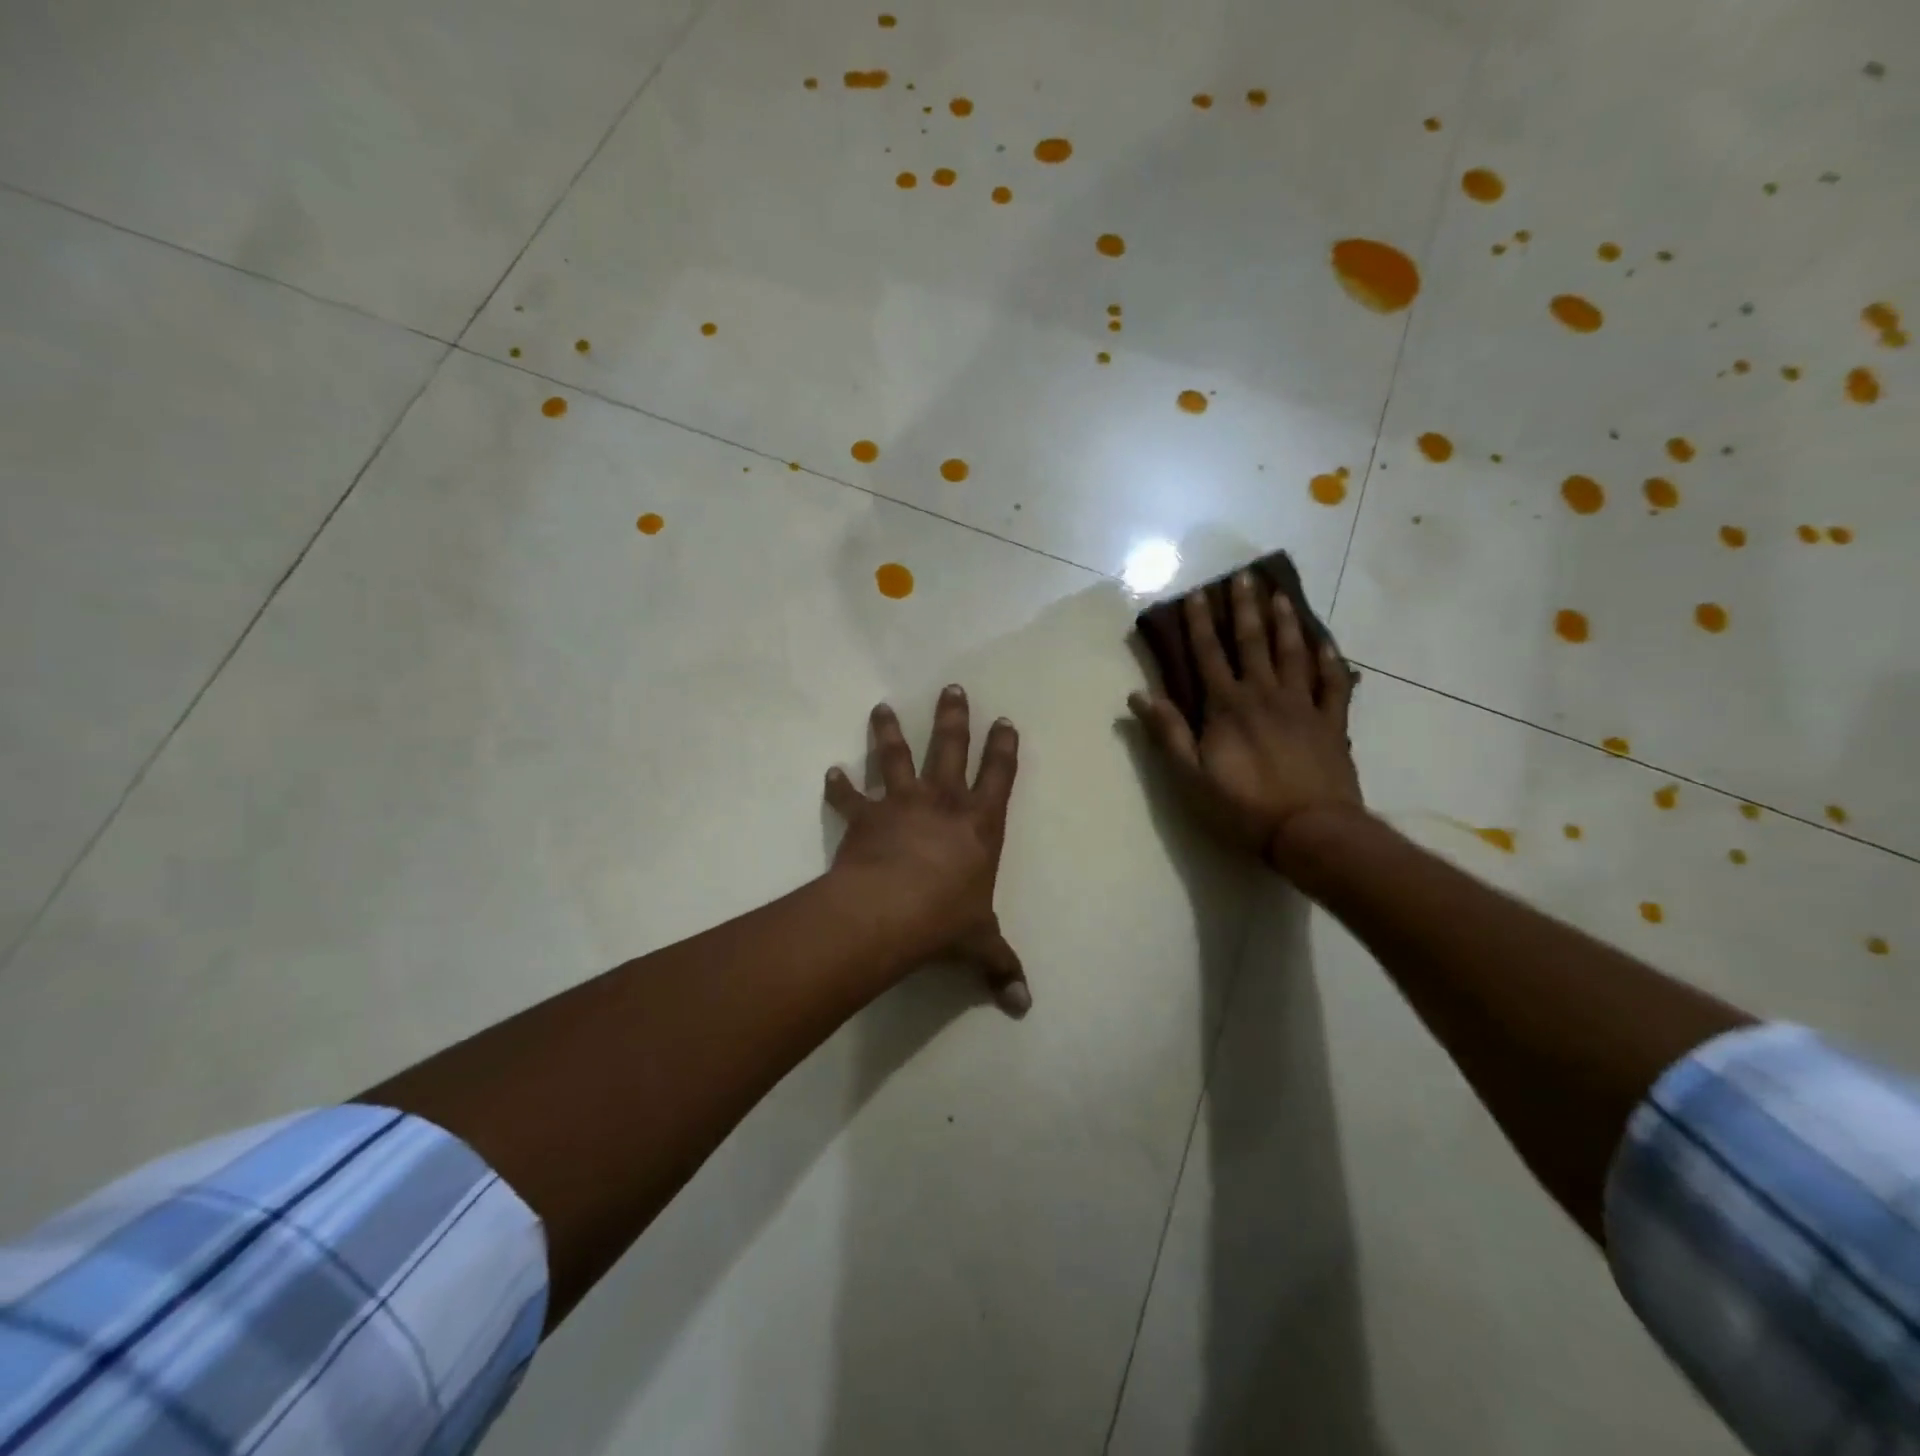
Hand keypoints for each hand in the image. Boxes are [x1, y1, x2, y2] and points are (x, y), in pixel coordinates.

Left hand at [825, 688, 1029, 1015]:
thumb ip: (1001, 967)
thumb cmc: (944, 921)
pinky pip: (849, 796)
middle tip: (952, 689)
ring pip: (896, 756)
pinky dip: (838, 785)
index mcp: (979, 824)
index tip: (1005, 721)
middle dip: (953, 717)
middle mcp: (942, 803)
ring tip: (881, 707)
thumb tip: (1024, 1007)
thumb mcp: (979, 944)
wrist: (888, 913)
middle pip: (950, 747)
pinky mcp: (865, 817)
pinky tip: (829, 772)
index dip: (1004, 748)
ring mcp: (901, 804)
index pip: (999, 776)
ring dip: (888, 731)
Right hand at [1128, 572, 1362, 863]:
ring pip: (1294, 654)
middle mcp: (1265, 695)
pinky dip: (1330, 660)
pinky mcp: (1332, 723)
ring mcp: (1303, 706)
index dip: (1200, 623)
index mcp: (1227, 706)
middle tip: (1244, 577)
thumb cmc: (1242, 807)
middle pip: (1253, 643)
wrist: (1309, 831)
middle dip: (1245, 609)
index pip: (1208, 655)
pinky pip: (1333, 683)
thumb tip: (1138, 695)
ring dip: (1286, 623)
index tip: (1197, 593)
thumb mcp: (1190, 776)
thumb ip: (1167, 732)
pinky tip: (1326, 643)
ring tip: (1281, 595)